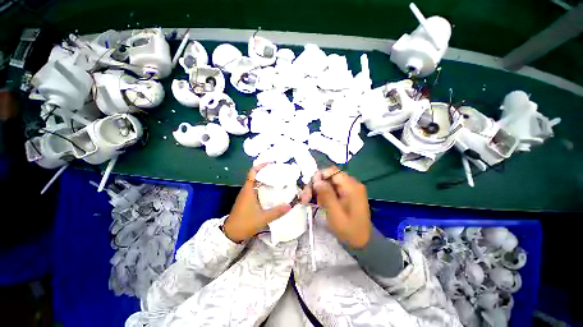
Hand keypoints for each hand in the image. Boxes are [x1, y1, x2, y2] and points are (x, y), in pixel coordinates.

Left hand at [223, 163, 291, 242]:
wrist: (231, 233)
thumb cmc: (245, 223)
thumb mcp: (263, 218)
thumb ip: (277, 212)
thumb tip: (290, 205)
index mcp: (249, 190)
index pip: (253, 172)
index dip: (261, 166)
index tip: (271, 164)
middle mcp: (246, 190)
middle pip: (255, 175)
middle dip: (266, 172)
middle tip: (278, 171)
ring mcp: (246, 195)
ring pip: (255, 182)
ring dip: (265, 179)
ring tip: (277, 179)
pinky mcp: (247, 200)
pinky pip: (255, 188)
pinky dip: (263, 186)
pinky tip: (271, 191)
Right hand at [312, 166, 371, 247]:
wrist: (362, 241)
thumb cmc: (349, 230)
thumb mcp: (335, 213)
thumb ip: (326, 195)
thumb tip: (316, 180)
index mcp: (351, 187)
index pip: (333, 171)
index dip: (319, 176)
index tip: (310, 187)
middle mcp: (351, 184)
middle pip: (328, 177)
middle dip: (315, 185)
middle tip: (305, 198)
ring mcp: (348, 189)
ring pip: (327, 182)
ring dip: (316, 190)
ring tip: (307, 201)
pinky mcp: (345, 194)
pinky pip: (331, 189)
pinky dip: (322, 194)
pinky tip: (316, 202)